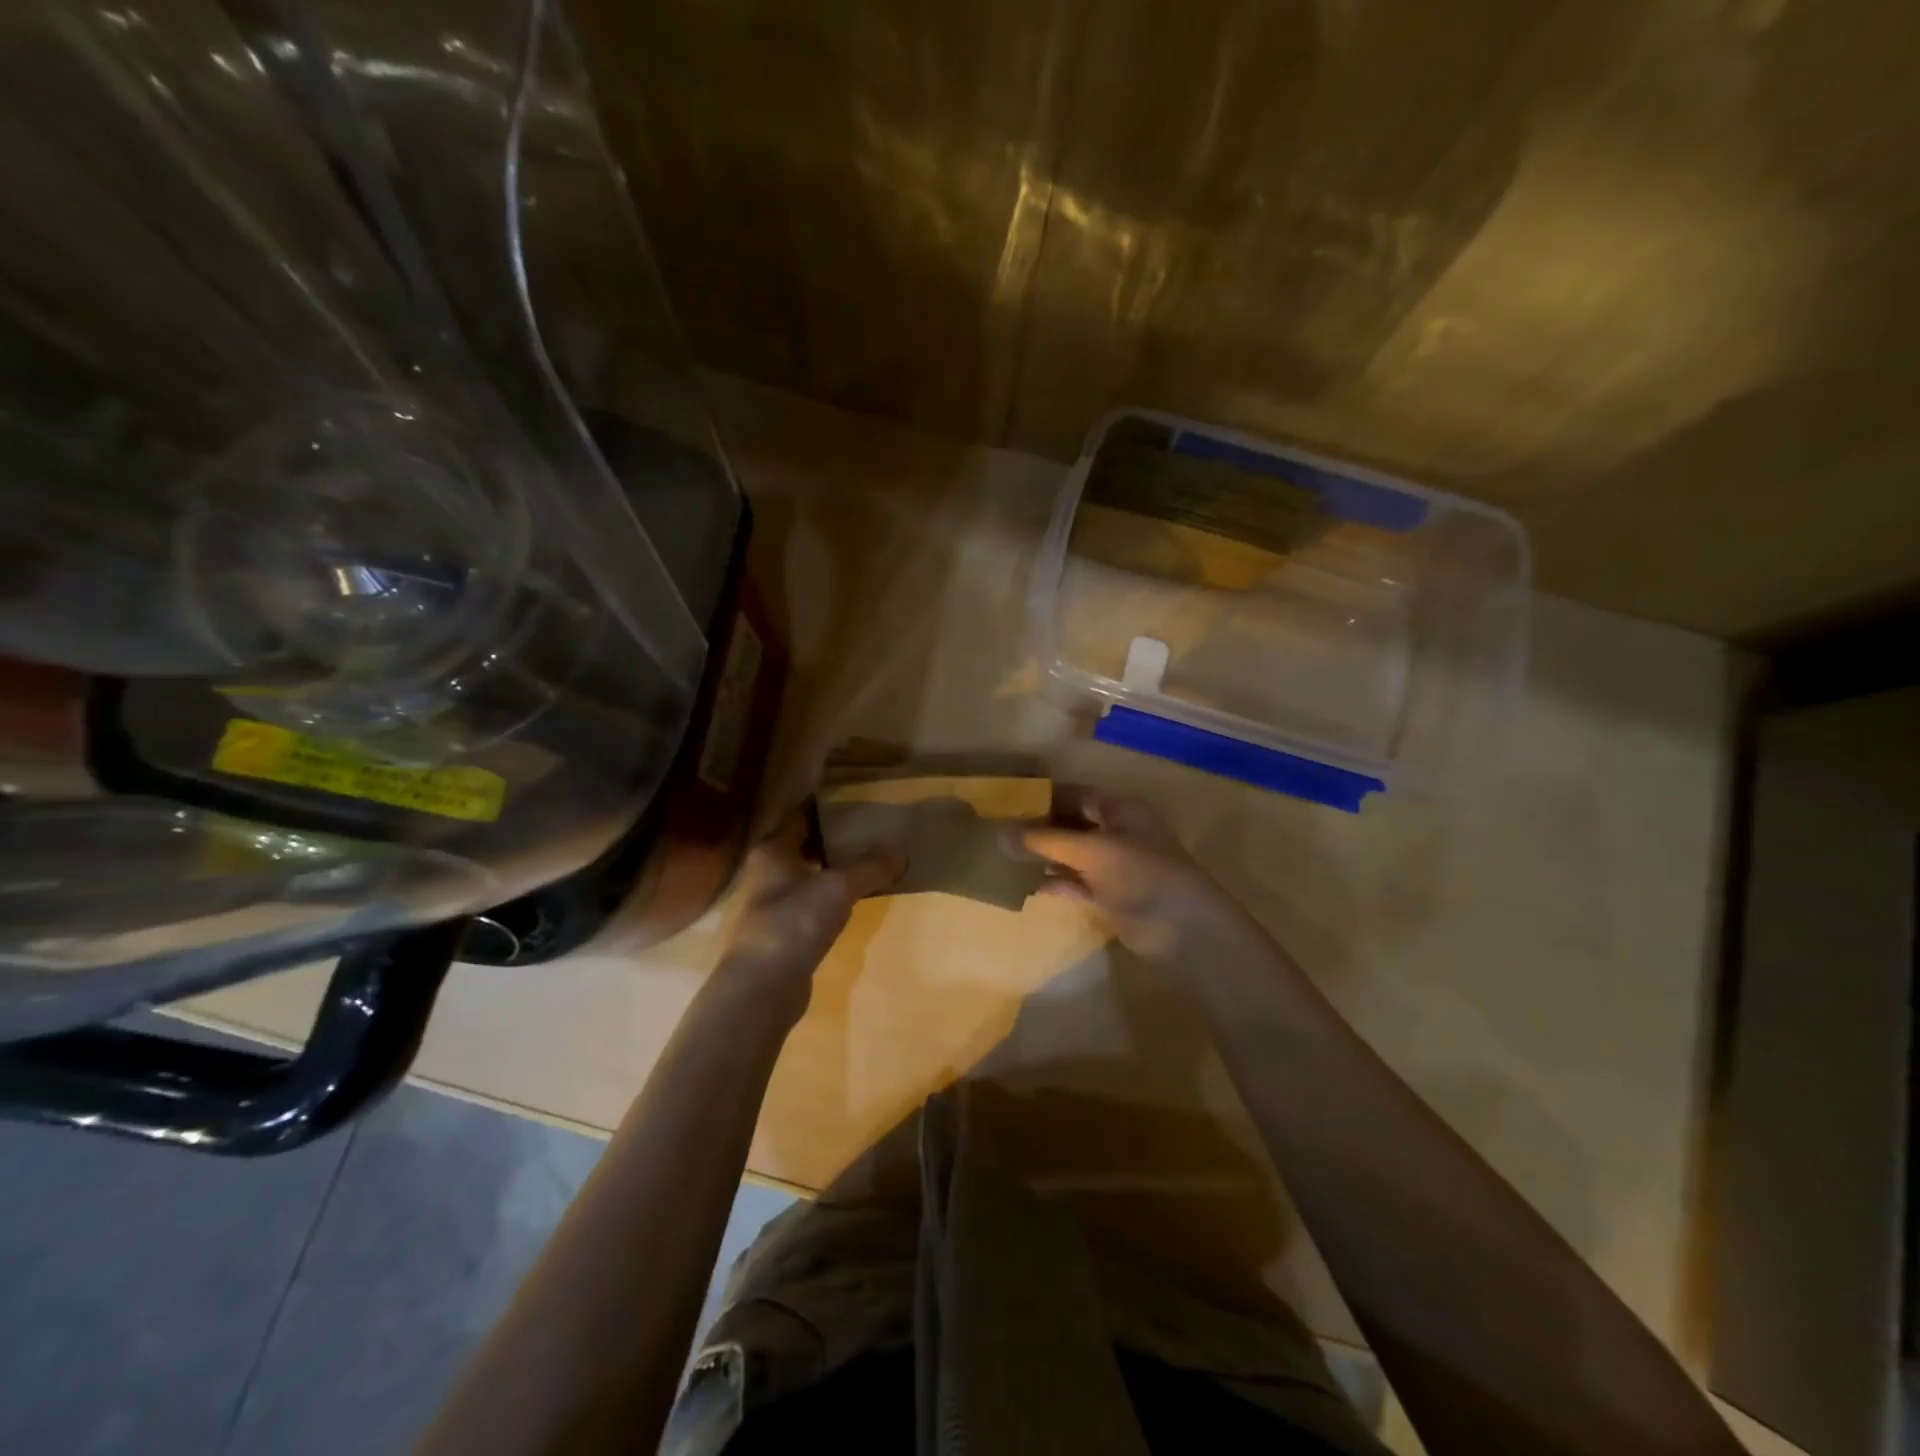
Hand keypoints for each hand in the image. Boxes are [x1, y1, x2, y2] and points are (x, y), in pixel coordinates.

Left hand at [719, 810, 904, 1009]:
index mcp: (772, 849)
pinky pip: (809, 904)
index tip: (856, 801)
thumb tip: (903, 853)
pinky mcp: (779, 932)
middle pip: (803, 845)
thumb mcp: (840, 887)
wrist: (762, 986)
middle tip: (870, 831)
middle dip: (833, 839)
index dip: (827, 807)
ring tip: (868, 862)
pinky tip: (852, 900)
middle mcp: (765, 871)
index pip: (800, 815)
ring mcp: (769, 904)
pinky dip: (829, 898)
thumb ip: (871, 868)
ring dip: (832, 870)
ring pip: (806, 876)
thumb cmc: (794, 921)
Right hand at [1020, 789, 1255, 960]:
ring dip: (1043, 856)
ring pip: (1071, 855)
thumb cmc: (1140, 874)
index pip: (1077, 794)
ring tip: (1003, 855)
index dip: (1045, 796)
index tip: (1009, 800)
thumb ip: (1045, 841)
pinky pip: (1074, 884)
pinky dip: (1053, 882)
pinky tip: (1024, 884)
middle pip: (1072, 824)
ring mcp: (1113, 867)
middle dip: (1039, 827)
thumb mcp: (1091, 850)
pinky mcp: (1109, 896)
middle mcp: (1117, 833)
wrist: (1182, 929)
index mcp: (1121, 810)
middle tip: (998, 829)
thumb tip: (999, 833)